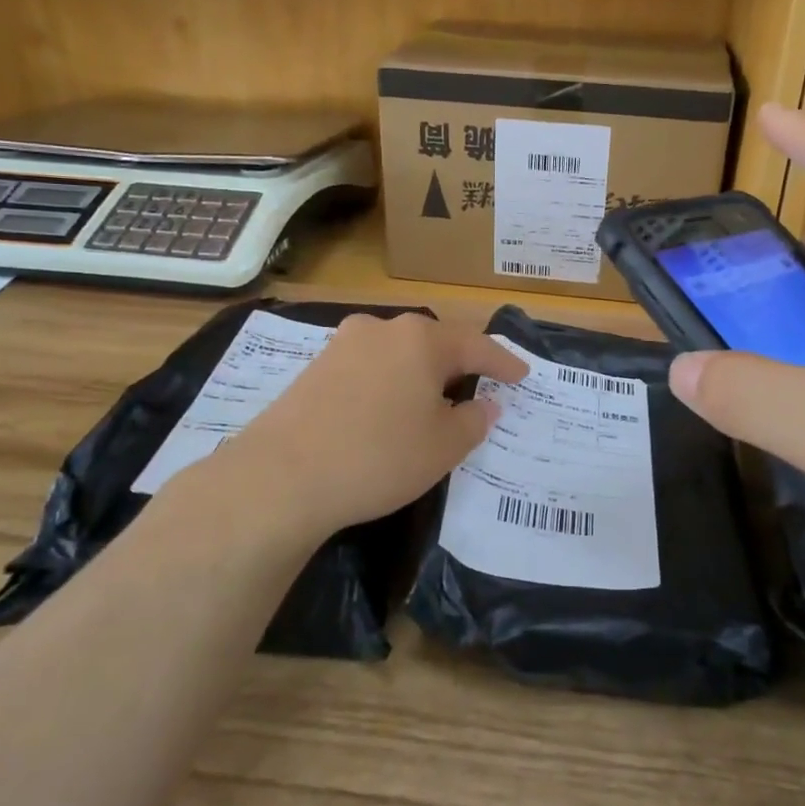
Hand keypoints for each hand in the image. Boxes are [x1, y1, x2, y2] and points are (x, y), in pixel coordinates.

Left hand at [176, 312, 528, 543]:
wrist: (281, 476)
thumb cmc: (379, 456)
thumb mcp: (443, 446)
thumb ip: (474, 421)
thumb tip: (484, 405)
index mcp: (422, 339)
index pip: (477, 345)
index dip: (504, 363)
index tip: (523, 376)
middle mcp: (382, 329)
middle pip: (434, 342)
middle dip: (459, 364)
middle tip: (479, 386)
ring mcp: (342, 345)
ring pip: (397, 353)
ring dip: (420, 373)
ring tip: (432, 399)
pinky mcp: (314, 367)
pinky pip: (368, 367)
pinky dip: (388, 383)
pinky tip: (387, 409)